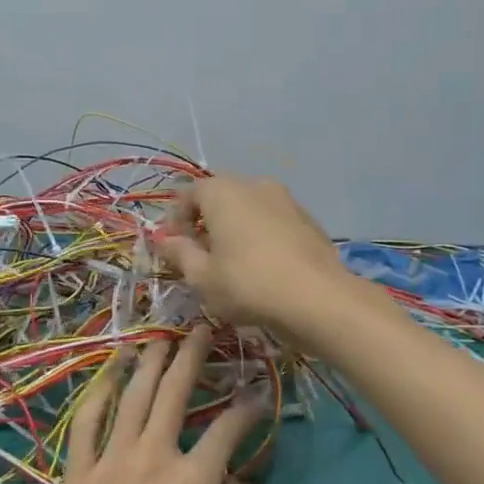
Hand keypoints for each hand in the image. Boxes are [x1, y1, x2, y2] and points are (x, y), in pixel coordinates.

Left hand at [33, 325, 266, 483]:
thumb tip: (230, 482)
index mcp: (194, 483)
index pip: (227, 431)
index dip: (246, 409)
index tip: (257, 393)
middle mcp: (153, 459)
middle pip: (174, 395)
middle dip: (191, 358)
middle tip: (201, 328)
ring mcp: (110, 463)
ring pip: (132, 399)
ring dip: (148, 364)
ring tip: (158, 338)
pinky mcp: (77, 476)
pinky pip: (86, 424)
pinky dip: (97, 395)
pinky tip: (108, 375)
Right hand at [157, 175, 354, 332]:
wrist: (318, 298)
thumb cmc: (248, 284)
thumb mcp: (202, 276)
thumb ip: (179, 253)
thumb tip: (165, 240)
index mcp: (222, 191)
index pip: (187, 194)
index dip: (175, 220)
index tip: (173, 249)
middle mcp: (254, 184)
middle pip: (219, 197)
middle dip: (205, 223)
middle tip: (200, 257)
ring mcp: (285, 199)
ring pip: (248, 209)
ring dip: (234, 229)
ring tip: (232, 264)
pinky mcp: (307, 219)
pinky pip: (272, 221)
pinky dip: (260, 236)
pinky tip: (262, 267)